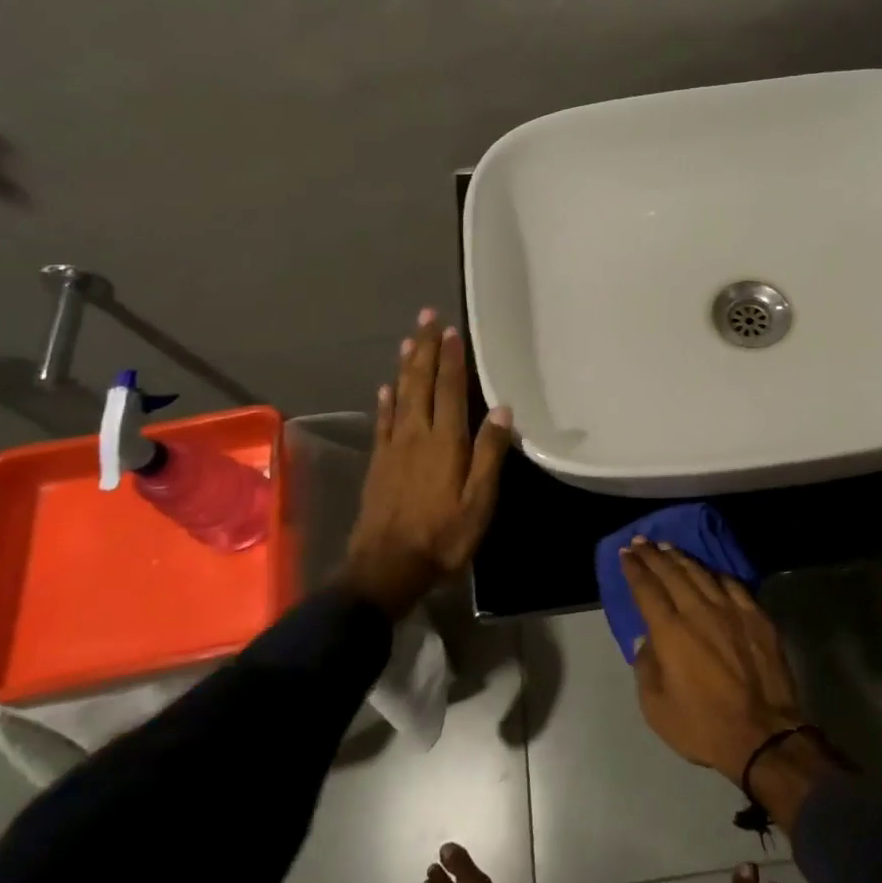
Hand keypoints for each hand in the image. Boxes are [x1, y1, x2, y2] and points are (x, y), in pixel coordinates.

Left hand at [338, 309, 513, 617]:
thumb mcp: (479, 501)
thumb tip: (503, 410)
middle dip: (425, 348)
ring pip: (400, 395)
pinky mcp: (379, 462)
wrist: (387, 566)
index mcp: (445, 441)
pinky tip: (386, 388)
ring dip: (406, 366)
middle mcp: (416, 434)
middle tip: (426, 316)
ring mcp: (393, 447)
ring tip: (409, 340)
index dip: (451, 358)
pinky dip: (386, 400)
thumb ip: (489, 454)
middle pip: (421, 383)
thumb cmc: (442, 535)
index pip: (450, 389)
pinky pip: (383, 421)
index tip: (451, 330)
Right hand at [622, 538, 804, 780]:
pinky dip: (716, 574)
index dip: (634, 569)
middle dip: (653, 555)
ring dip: (681, 558)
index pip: (647, 589)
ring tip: (668, 548)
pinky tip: (709, 571)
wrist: (764, 736)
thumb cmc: (703, 726)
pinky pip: (732, 584)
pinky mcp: (757, 617)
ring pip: (702, 573)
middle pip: (672, 573)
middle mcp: (699, 611)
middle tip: (641, 542)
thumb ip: (646, 668)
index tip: (626, 554)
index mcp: (670, 632)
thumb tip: (646, 641)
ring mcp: (731, 610)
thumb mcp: (656, 708)